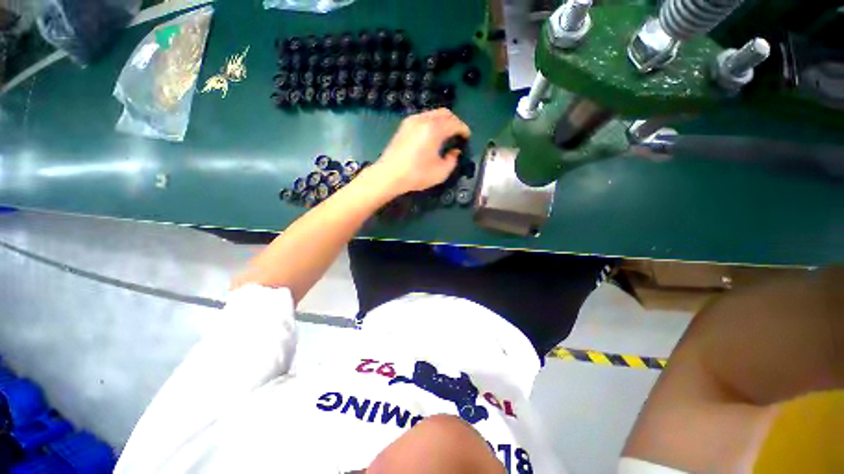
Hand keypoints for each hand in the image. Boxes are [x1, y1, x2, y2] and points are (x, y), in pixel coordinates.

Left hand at [372, 109, 470, 194]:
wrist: (389, 175)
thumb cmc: (416, 175)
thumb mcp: (441, 172)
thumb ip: (453, 160)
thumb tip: (454, 152)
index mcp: (434, 129)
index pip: (455, 123)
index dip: (464, 130)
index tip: (467, 138)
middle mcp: (423, 120)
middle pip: (445, 113)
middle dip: (455, 122)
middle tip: (458, 135)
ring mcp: (412, 121)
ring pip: (433, 113)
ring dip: (443, 121)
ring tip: (446, 135)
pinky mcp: (404, 126)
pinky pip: (423, 118)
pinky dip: (432, 123)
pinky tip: (431, 136)